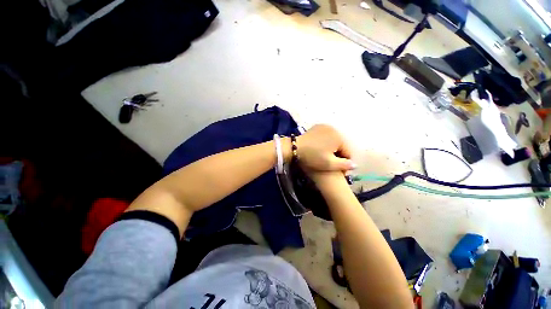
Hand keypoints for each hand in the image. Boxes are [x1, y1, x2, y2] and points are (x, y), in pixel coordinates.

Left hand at [295, 124, 355, 172]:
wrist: (295, 148)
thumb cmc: (312, 156)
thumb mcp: (328, 164)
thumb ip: (344, 165)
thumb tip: (355, 165)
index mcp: (340, 137)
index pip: (348, 153)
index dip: (344, 164)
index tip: (340, 172)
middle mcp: (335, 129)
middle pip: (341, 146)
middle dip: (338, 155)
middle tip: (331, 164)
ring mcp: (325, 126)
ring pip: (334, 141)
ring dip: (332, 149)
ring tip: (325, 157)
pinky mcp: (318, 127)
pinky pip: (327, 136)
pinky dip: (326, 142)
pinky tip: (320, 149)